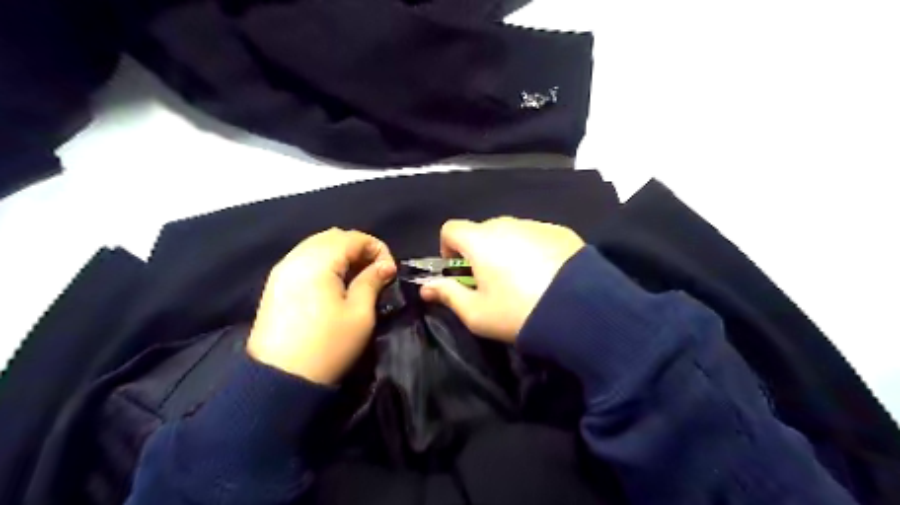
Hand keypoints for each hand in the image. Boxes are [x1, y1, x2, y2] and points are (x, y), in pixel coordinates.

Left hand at [247, 229, 398, 381]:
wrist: (279, 380)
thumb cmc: (327, 346)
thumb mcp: (360, 314)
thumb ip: (372, 282)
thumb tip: (385, 266)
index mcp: (318, 261)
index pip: (353, 237)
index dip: (377, 248)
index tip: (389, 271)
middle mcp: (296, 257)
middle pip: (333, 236)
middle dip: (359, 248)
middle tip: (375, 271)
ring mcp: (282, 270)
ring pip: (317, 245)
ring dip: (341, 254)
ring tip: (357, 277)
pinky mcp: (275, 284)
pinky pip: (304, 259)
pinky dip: (324, 262)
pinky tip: (334, 283)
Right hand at [421, 218, 583, 342]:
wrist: (580, 311)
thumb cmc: (518, 312)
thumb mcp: (477, 313)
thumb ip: (448, 295)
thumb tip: (426, 287)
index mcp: (480, 240)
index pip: (450, 228)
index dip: (448, 248)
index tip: (459, 271)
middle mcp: (506, 223)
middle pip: (482, 231)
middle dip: (479, 252)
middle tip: (492, 282)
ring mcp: (536, 225)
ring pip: (510, 233)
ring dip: (507, 250)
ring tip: (523, 280)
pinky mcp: (561, 231)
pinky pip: (536, 236)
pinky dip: (532, 250)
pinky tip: (546, 275)